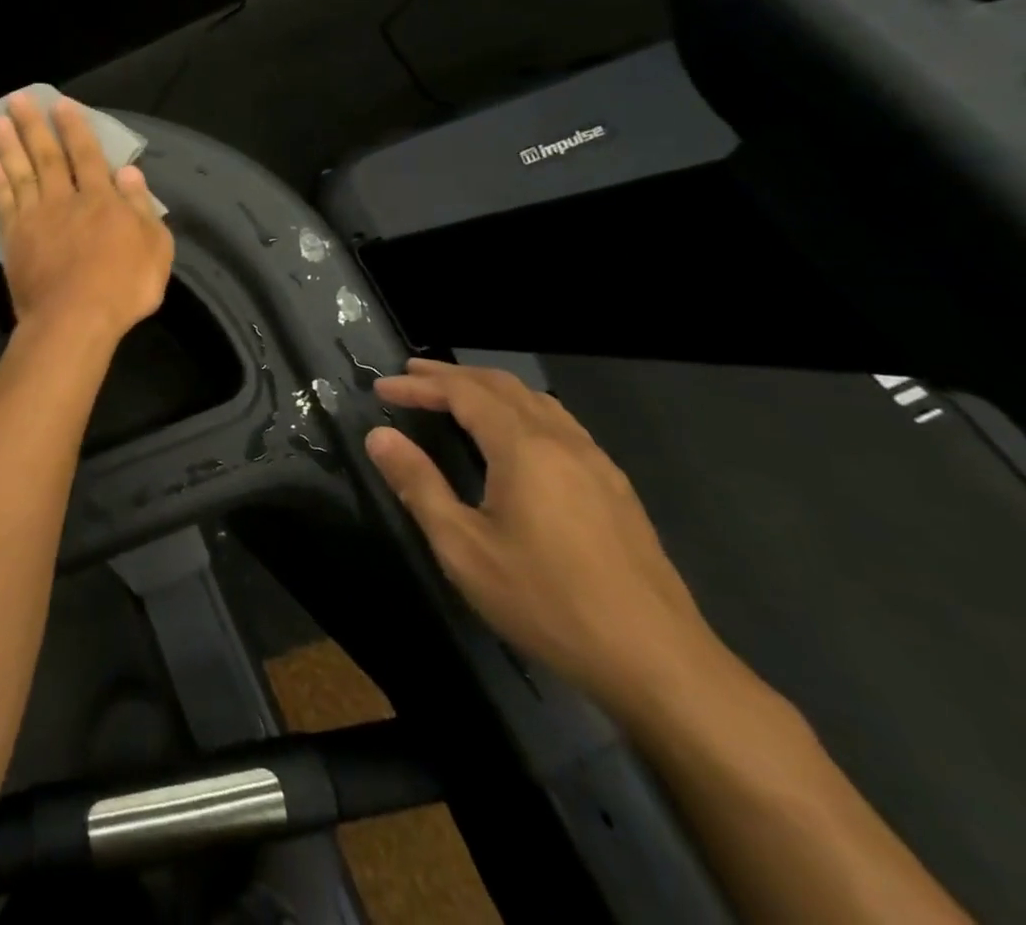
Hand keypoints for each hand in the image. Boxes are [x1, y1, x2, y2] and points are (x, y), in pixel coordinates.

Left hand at [0, 94, 173, 345]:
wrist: (75, 319)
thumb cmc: (124, 287)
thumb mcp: (155, 248)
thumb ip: (142, 207)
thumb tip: (129, 172)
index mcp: (102, 200)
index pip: (88, 155)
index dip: (75, 128)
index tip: (61, 104)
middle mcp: (65, 200)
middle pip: (48, 156)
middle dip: (33, 126)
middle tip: (17, 99)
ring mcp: (35, 218)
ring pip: (20, 173)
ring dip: (8, 145)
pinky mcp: (14, 239)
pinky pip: (2, 203)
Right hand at [366, 359, 720, 715]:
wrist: (658, 663)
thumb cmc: (547, 602)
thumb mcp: (464, 548)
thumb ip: (418, 484)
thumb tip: (379, 436)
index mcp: (524, 448)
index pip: (463, 393)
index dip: (420, 385)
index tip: (381, 387)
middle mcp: (562, 441)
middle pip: (501, 386)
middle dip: (451, 375)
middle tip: (411, 374)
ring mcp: (596, 463)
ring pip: (536, 400)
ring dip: (489, 388)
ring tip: (455, 393)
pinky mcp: (615, 487)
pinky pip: (559, 423)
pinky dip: (521, 408)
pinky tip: (514, 433)